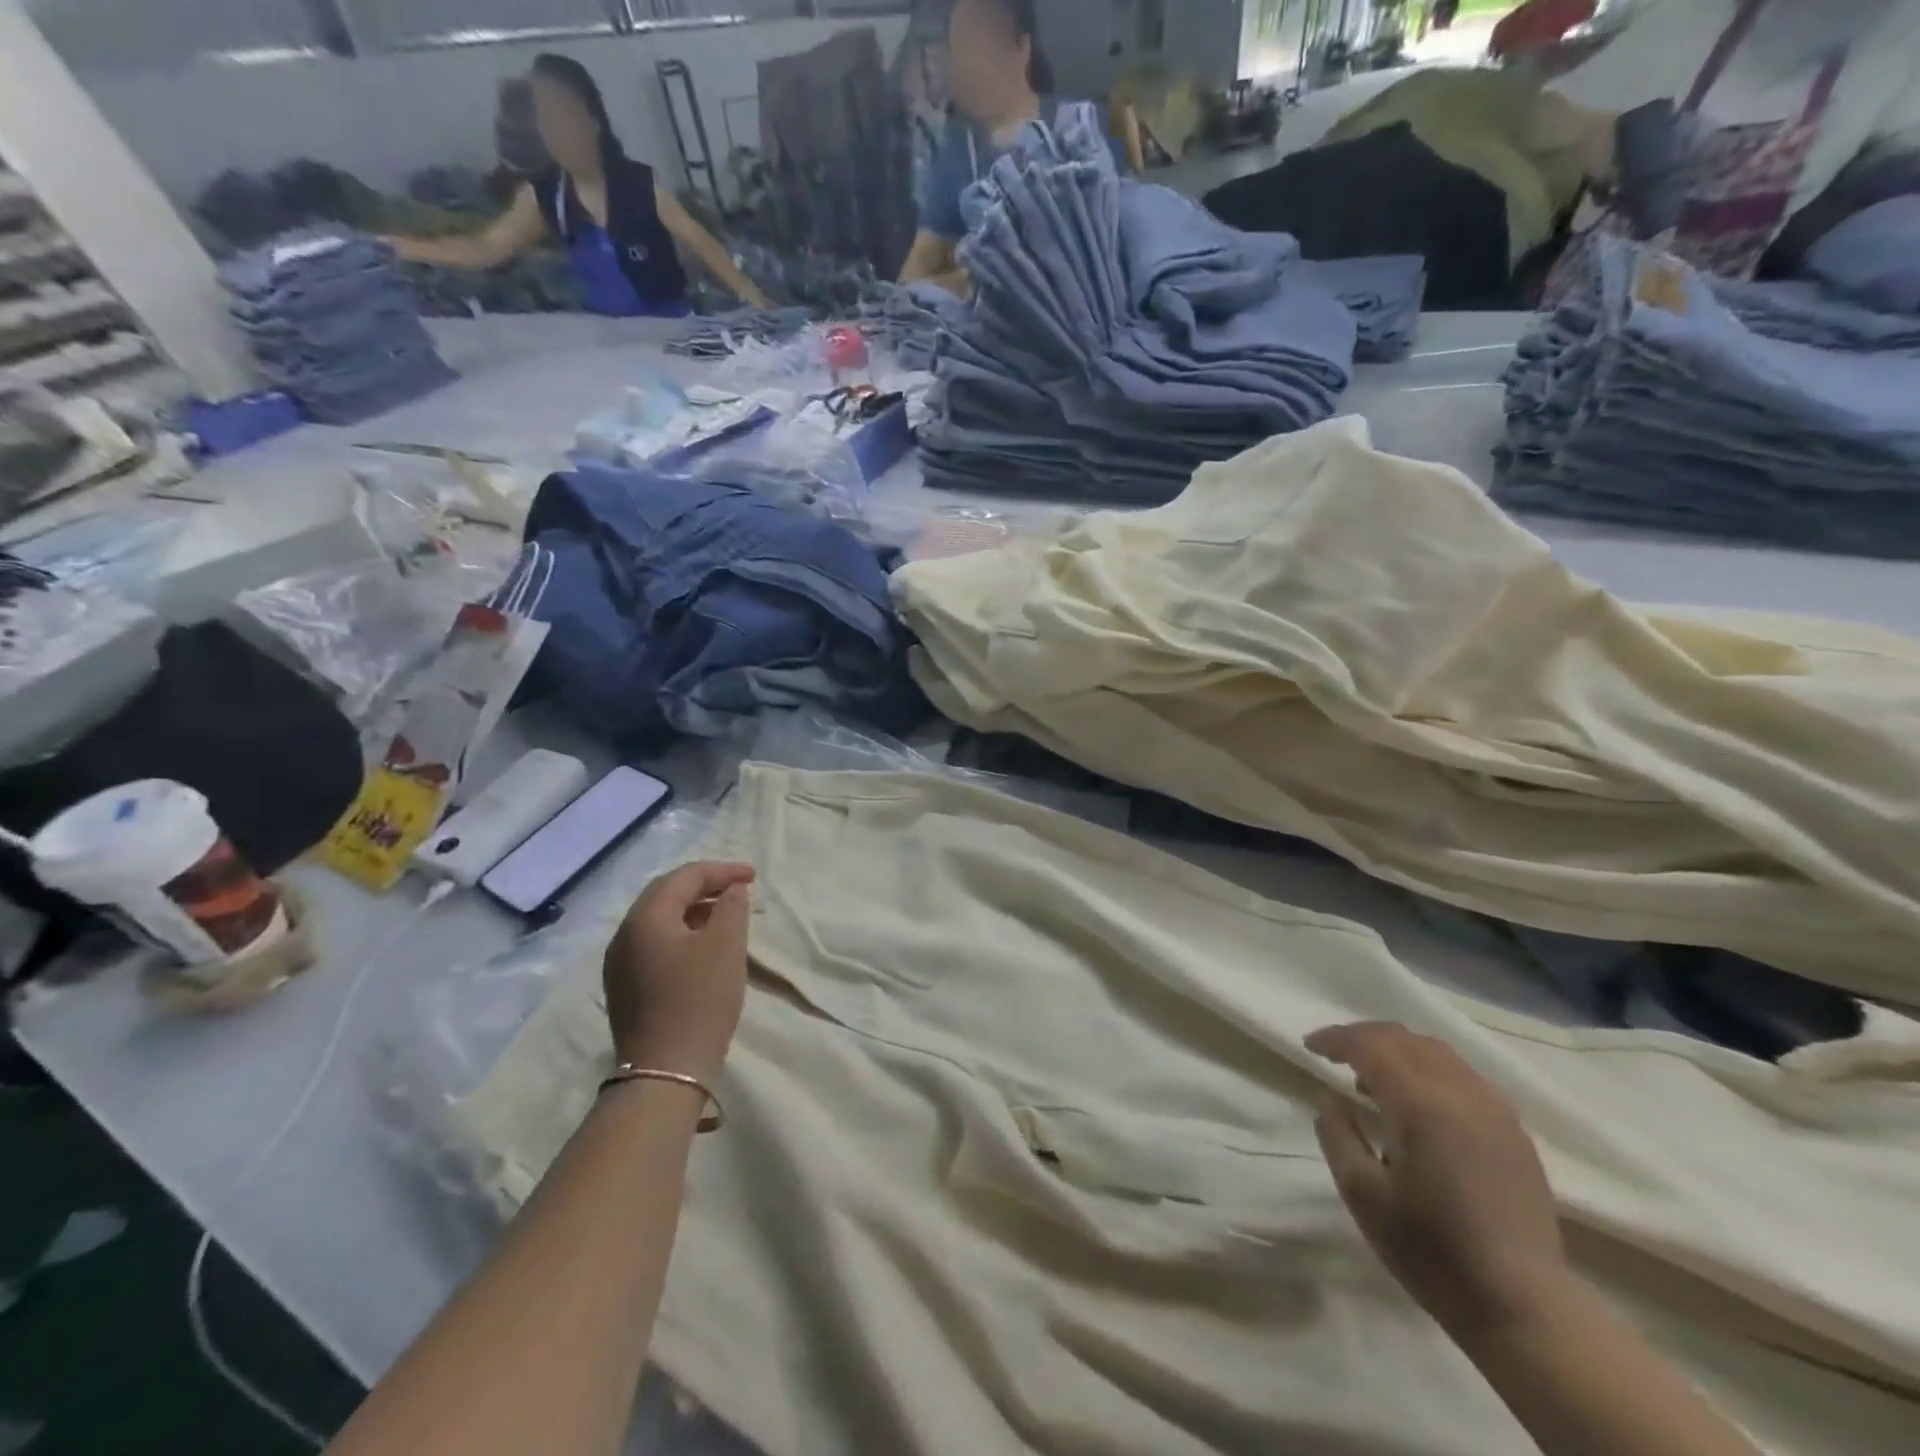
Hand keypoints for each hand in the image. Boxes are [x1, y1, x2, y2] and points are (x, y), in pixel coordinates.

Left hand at [602, 861, 754, 1083]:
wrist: (665, 1072)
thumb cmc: (699, 1000)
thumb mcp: (726, 946)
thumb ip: (732, 907)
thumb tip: (731, 889)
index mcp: (645, 918)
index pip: (684, 877)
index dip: (721, 871)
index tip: (753, 877)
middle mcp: (624, 935)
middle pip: (665, 895)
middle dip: (704, 887)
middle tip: (738, 891)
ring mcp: (619, 964)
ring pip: (659, 921)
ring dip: (693, 911)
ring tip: (726, 918)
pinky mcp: (625, 989)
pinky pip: (654, 945)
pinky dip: (682, 935)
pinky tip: (703, 950)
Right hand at [1307, 1022, 1570, 1340]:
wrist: (1523, 1308)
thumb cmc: (1432, 1250)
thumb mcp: (1362, 1194)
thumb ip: (1337, 1134)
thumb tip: (1331, 1097)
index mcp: (1422, 1104)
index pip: (1371, 1046)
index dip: (1336, 1039)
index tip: (1309, 1046)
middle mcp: (1461, 1093)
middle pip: (1405, 1039)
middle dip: (1364, 1037)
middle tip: (1335, 1053)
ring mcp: (1495, 1111)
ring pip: (1437, 1053)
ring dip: (1398, 1050)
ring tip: (1372, 1077)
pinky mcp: (1514, 1132)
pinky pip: (1463, 1076)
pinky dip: (1428, 1070)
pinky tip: (1417, 1102)